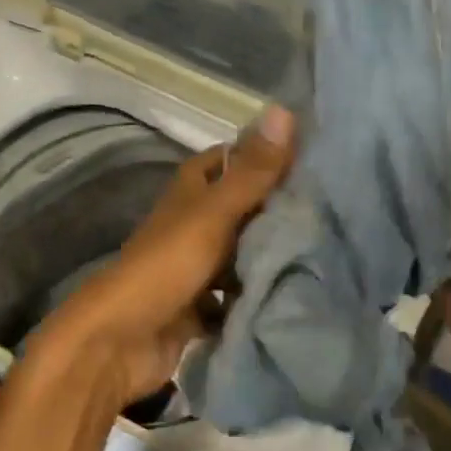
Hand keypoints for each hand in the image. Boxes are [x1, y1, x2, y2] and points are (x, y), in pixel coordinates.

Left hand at [31, 105, 296, 408]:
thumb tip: (284, 109)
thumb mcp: (213, 214)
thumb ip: (251, 172)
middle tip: (331, 208)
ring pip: (240, 254)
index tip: (310, 156)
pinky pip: (235, 298)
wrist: (119, 341)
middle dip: (276, 209)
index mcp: (189, 195)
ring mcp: (194, 269)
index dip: (261, 154)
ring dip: (269, 256)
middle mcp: (191, 226)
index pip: (228, 160)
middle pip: (239, 209)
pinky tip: (294, 296)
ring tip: (326, 251)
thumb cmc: (165, 267)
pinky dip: (256, 297)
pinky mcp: (198, 309)